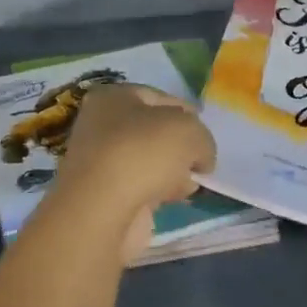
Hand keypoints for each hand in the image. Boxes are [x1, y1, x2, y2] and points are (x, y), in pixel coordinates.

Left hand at [55, 84, 217, 260]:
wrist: (104, 209)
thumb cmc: (144, 153)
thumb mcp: (190, 131)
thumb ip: (203, 139)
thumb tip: (201, 158)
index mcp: (113, 98)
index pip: (159, 97)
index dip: (186, 112)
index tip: (205, 131)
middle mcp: (101, 126)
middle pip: (153, 131)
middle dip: (180, 145)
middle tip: (200, 159)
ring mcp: (102, 163)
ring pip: (149, 161)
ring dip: (173, 170)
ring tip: (194, 181)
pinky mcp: (107, 195)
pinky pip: (143, 187)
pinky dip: (161, 191)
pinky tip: (179, 198)